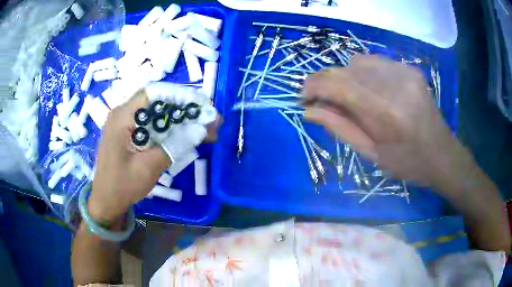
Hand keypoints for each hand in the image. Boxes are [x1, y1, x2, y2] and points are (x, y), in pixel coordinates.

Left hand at [88, 90, 219, 221]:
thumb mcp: (149, 167)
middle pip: (158, 103)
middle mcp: (124, 114)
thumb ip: (174, 146)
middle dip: (186, 111)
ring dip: (181, 122)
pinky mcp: (130, 134)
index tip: (202, 106)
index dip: (179, 95)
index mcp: (122, 117)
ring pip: (158, 115)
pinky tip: (186, 138)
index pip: (154, 93)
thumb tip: (202, 129)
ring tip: (205, 131)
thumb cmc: (122, 186)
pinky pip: (153, 126)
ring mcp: (126, 124)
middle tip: (210, 121)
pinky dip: (171, 131)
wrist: (106, 202)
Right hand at [303, 55, 463, 187]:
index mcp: (385, 113)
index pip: (338, 84)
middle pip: (345, 68)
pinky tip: (370, 90)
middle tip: (322, 99)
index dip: (313, 86)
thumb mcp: (371, 154)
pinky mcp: (409, 69)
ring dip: (345, 76)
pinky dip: (363, 72)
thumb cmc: (407, 163)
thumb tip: (308, 111)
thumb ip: (339, 128)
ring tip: (349, 96)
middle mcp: (394, 84)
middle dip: (325, 81)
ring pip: (357, 60)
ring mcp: (404, 72)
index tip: (304, 98)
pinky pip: (375, 61)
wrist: (442, 154)